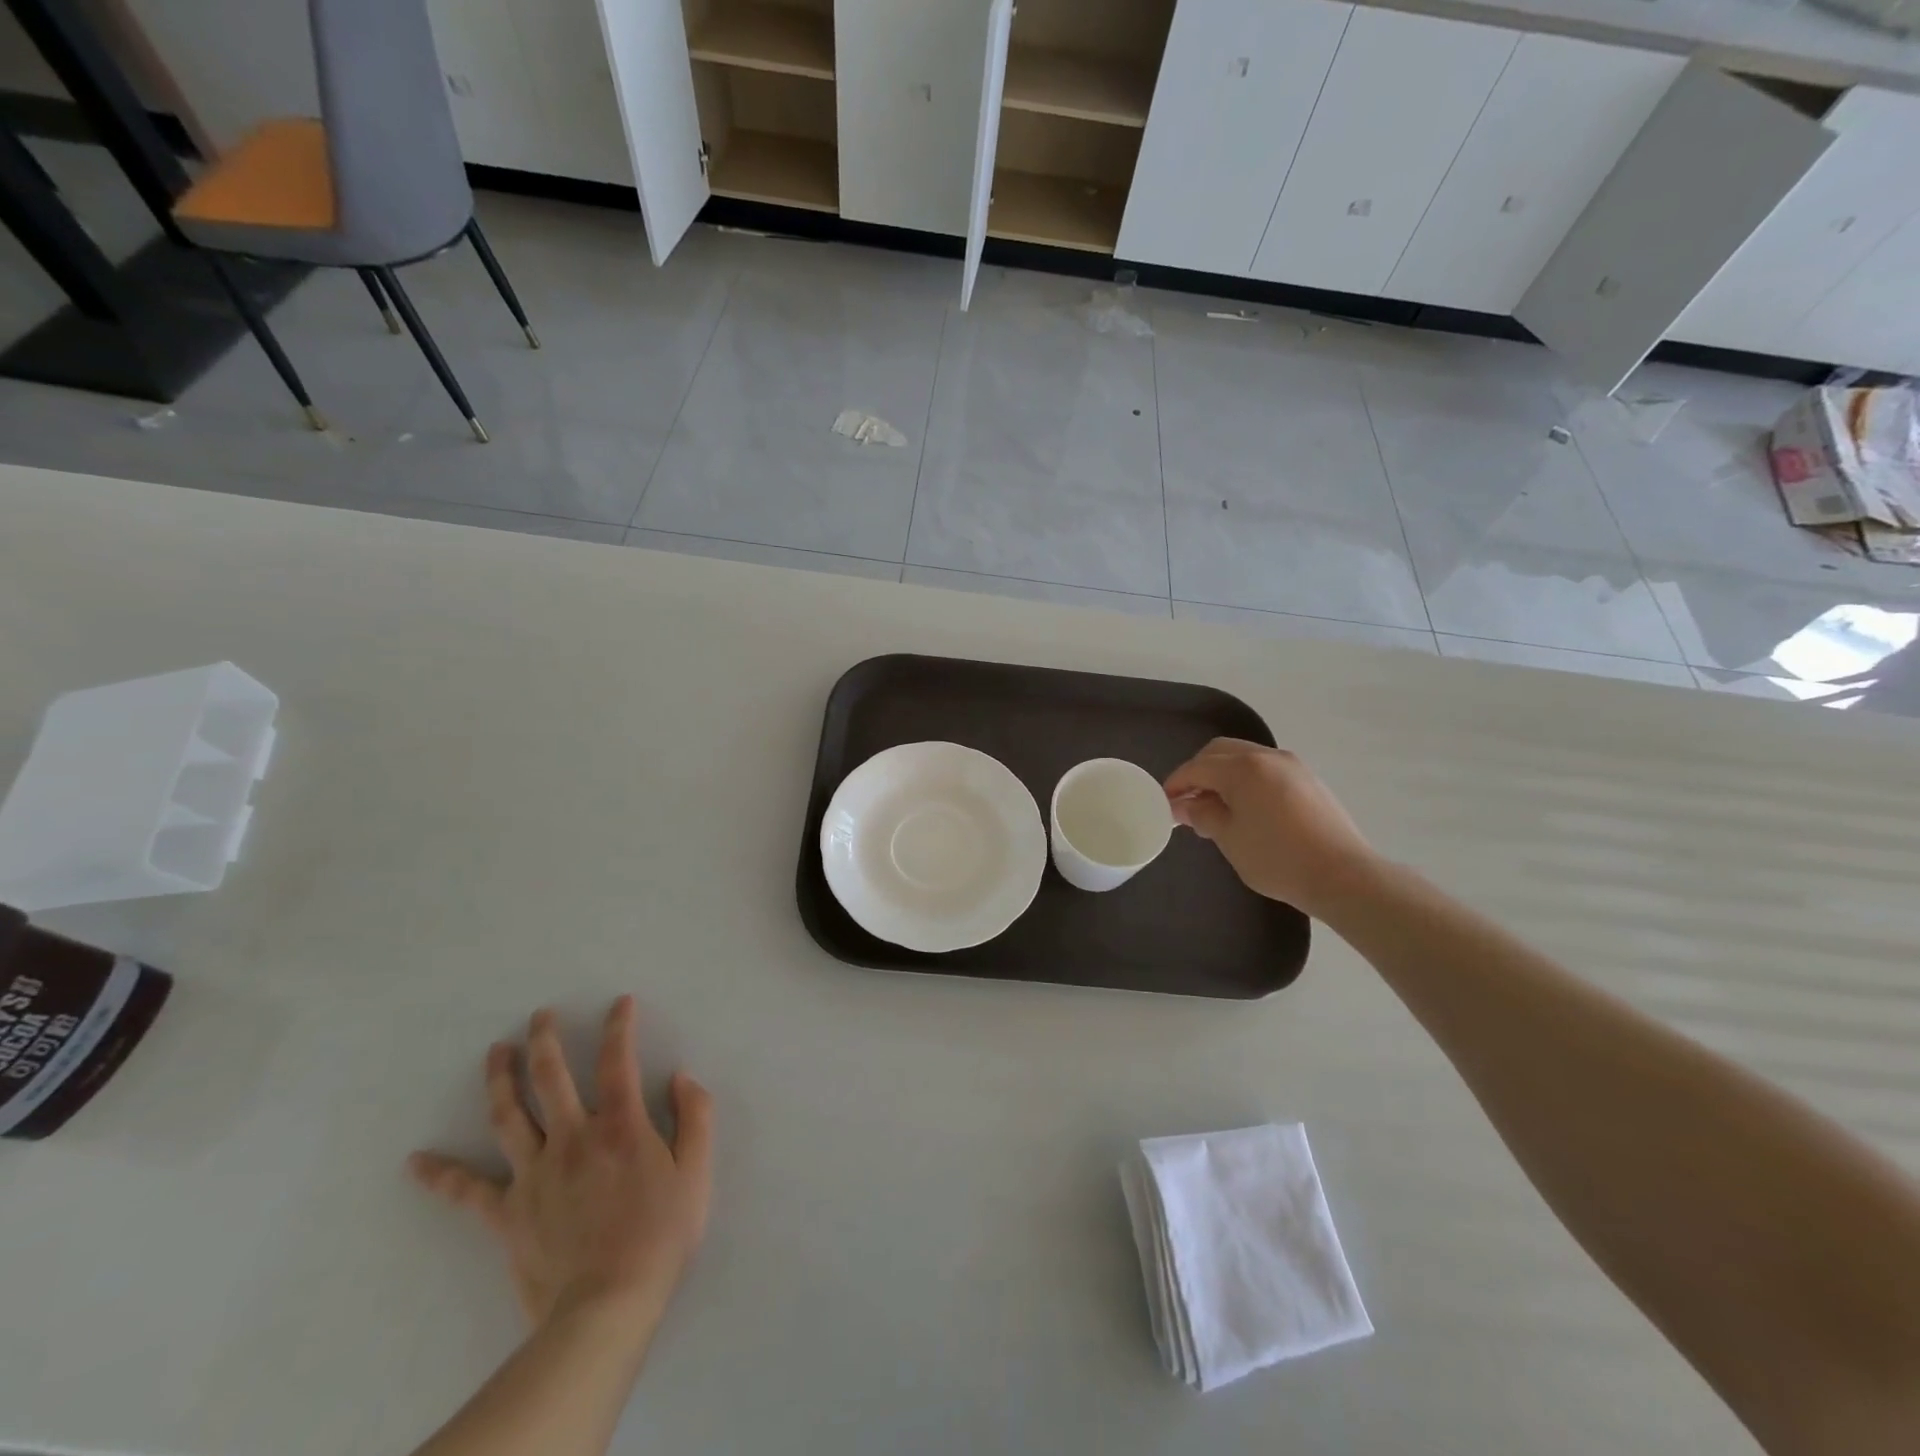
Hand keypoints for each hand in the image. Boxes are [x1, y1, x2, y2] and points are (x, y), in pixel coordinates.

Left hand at [409, 997, 714, 1343]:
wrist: (607, 1306)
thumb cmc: (660, 1235)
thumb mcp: (697, 1172)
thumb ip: (695, 1117)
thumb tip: (680, 1077)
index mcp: (620, 1127)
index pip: (617, 1062)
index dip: (620, 1027)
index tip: (620, 1003)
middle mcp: (573, 1138)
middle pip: (552, 1078)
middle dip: (545, 1040)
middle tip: (539, 1016)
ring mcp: (534, 1173)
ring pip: (509, 1116)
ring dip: (500, 1079)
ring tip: (496, 1052)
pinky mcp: (507, 1212)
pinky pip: (468, 1191)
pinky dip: (440, 1175)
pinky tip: (415, 1162)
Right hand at [1164, 739, 1380, 917]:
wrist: (1343, 875)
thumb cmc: (1277, 858)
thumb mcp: (1229, 839)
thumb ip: (1203, 815)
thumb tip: (1186, 805)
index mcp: (1243, 767)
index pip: (1197, 767)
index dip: (1176, 783)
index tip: (1164, 802)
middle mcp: (1267, 756)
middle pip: (1220, 752)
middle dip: (1198, 772)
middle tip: (1187, 801)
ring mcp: (1292, 766)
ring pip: (1245, 758)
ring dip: (1223, 775)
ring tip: (1216, 808)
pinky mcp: (1308, 780)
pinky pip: (1265, 769)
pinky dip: (1246, 780)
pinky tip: (1245, 809)